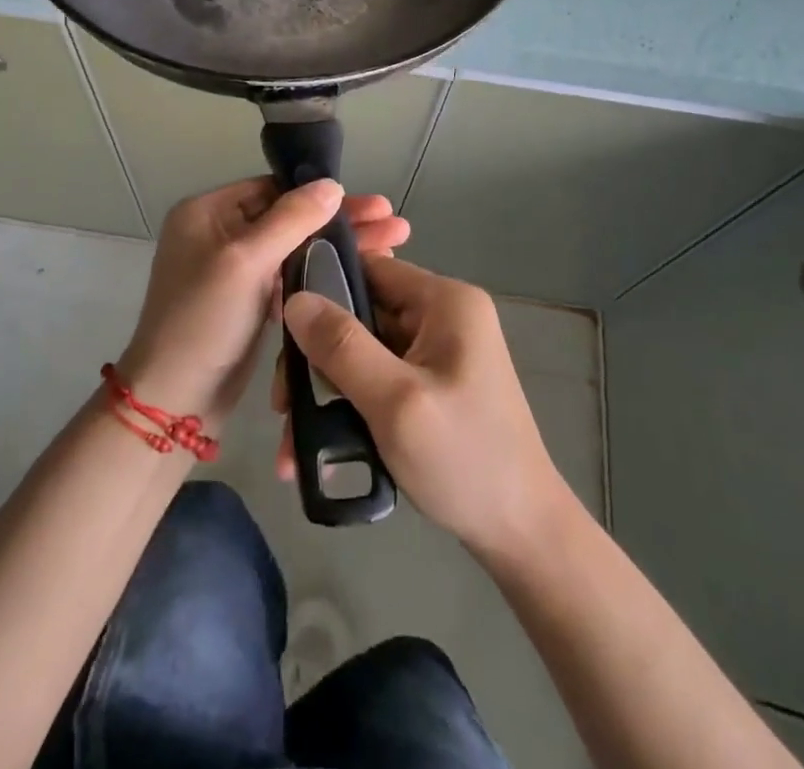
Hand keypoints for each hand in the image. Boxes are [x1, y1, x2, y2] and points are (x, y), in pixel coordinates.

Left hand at [118, 178, 409, 427]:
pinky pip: (289, 278)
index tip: (371, 205)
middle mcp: (218, 234)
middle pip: (290, 218)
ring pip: (294, 249)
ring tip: (392, 246)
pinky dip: (320, 274)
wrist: (175, 401)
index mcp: (207, 213)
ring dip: (337, 248)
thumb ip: (291, 218)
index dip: (323, 196)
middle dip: (342, 223)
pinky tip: (359, 275)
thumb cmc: (205, 320)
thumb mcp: (246, 261)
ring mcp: (232, 270)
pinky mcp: (247, 302)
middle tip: (395, 225)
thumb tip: (331, 184)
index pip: (274, 189)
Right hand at [278, 254, 564, 558]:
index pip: (370, 268)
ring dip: (327, 392)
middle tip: (283, 405)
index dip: (322, 289)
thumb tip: (294, 299)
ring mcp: (439, 353)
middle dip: (318, 359)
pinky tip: (320, 451)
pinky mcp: (433, 386)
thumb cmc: (464, 460)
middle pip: (361, 314)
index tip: (280, 328)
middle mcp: (443, 317)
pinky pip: (379, 380)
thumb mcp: (395, 401)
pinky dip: (350, 408)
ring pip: (364, 353)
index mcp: (445, 301)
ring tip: (292, 445)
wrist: (523, 536)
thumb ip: (342, 347)